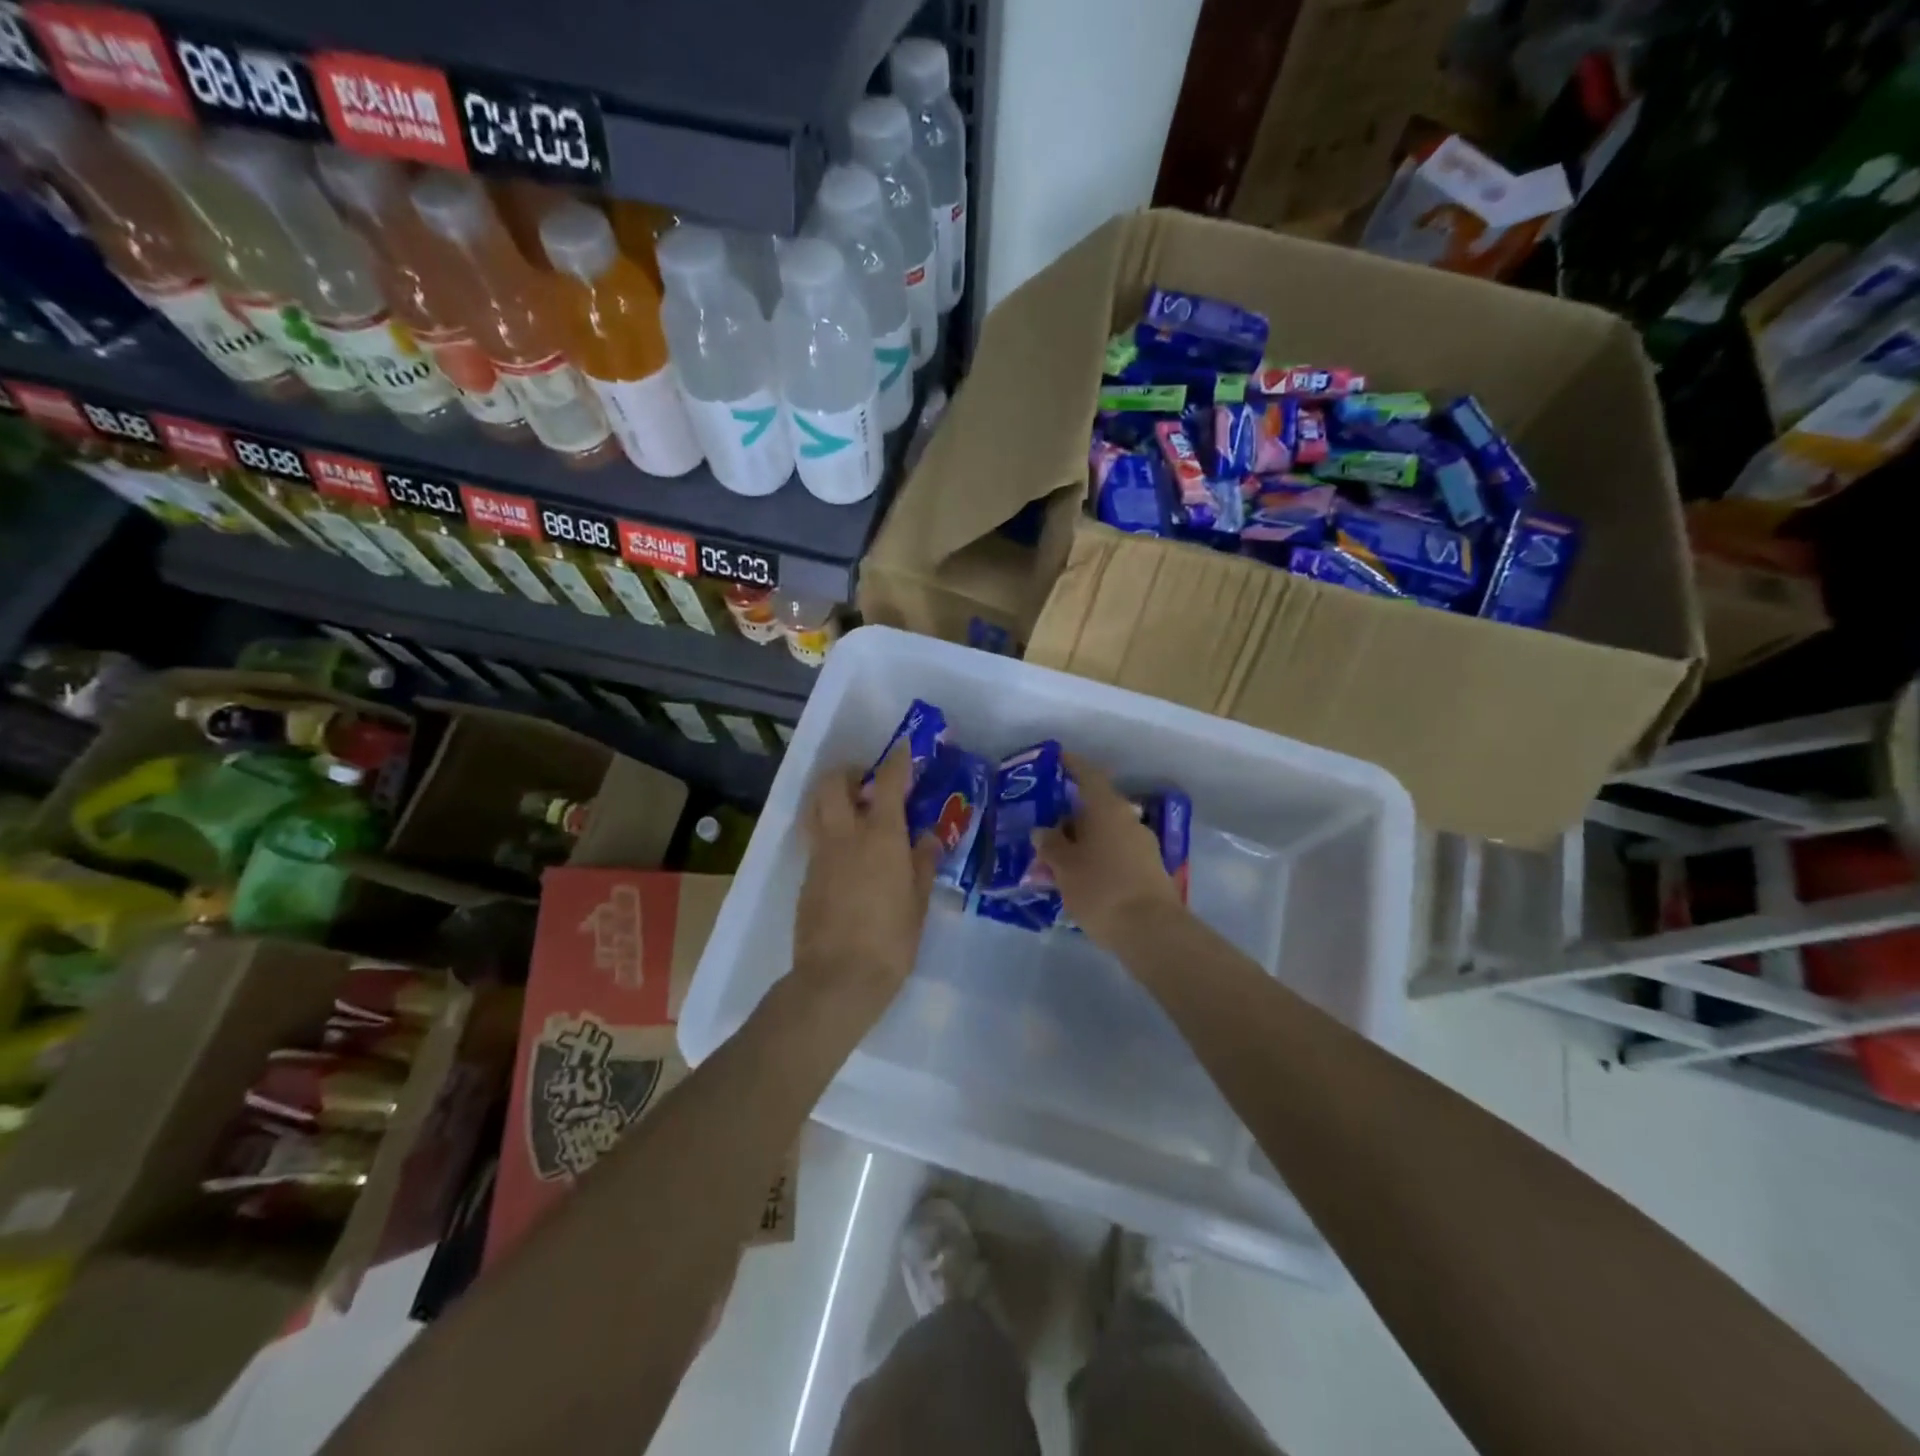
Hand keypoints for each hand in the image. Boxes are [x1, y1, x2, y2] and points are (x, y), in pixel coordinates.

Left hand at [791, 744, 942, 996]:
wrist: (838, 979)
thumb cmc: (891, 940)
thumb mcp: (918, 901)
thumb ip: (922, 862)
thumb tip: (926, 838)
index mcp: (880, 836)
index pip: (887, 782)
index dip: (897, 761)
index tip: (903, 748)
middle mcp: (845, 835)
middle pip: (832, 783)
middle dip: (848, 771)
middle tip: (866, 782)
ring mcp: (820, 854)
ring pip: (815, 806)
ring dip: (830, 796)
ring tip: (851, 810)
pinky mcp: (806, 876)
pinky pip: (814, 838)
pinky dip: (827, 829)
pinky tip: (845, 851)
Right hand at [1036, 754, 1186, 946]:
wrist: (1152, 931)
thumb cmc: (1101, 889)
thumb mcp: (1064, 867)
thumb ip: (1051, 845)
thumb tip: (1043, 830)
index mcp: (1107, 809)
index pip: (1088, 776)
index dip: (1073, 765)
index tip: (1058, 759)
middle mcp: (1129, 819)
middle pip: (1096, 808)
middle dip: (1070, 818)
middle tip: (1046, 832)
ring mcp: (1143, 845)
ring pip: (1105, 834)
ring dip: (1083, 842)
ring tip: (1058, 863)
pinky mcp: (1150, 870)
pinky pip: (1116, 854)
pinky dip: (1097, 859)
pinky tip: (1081, 880)